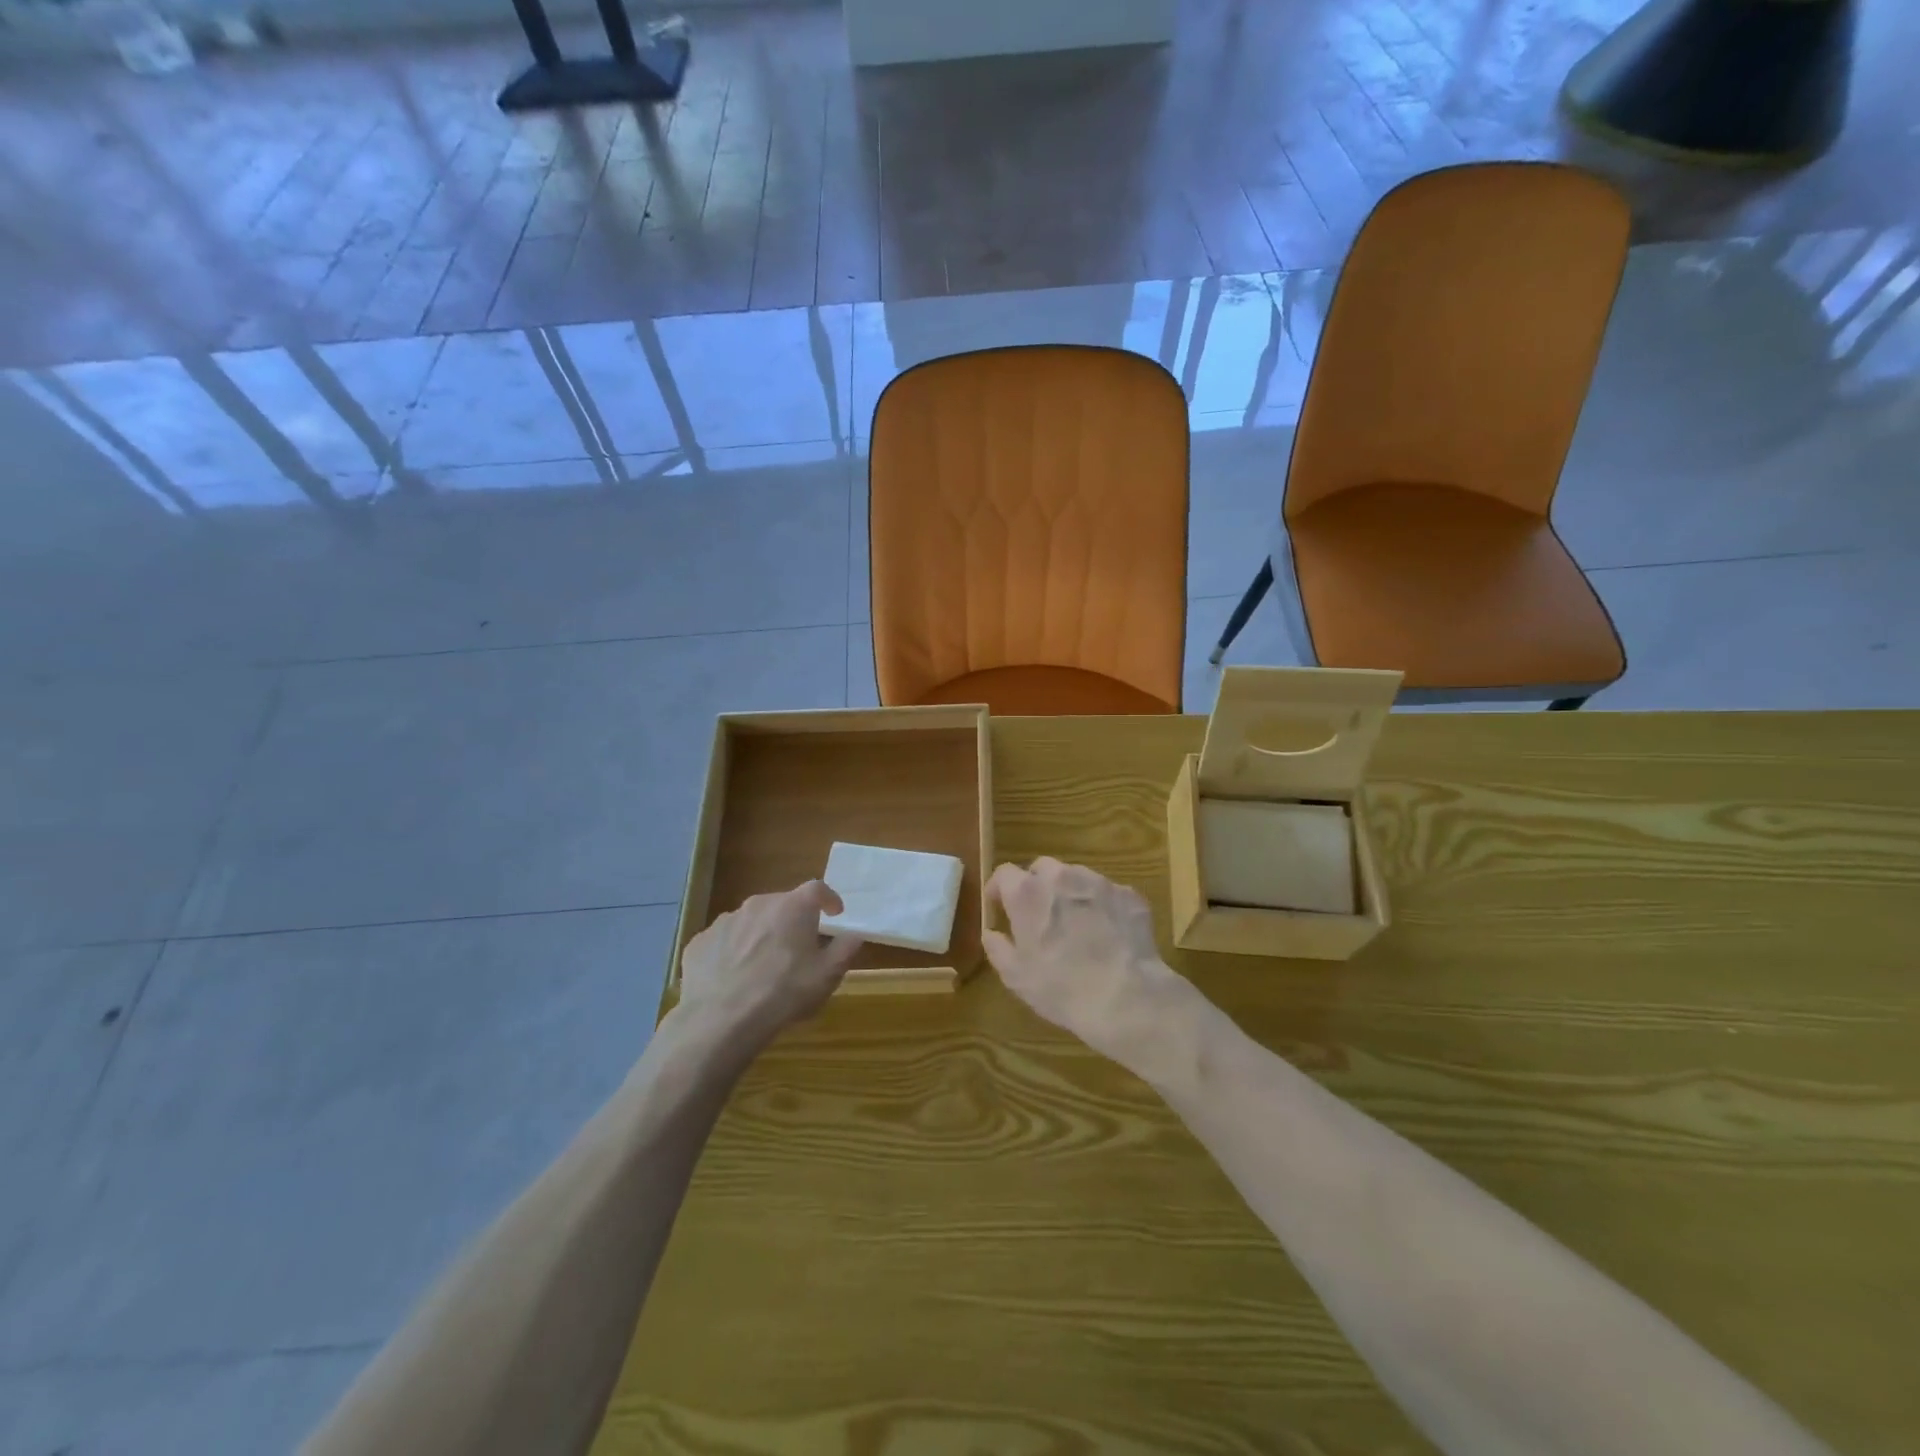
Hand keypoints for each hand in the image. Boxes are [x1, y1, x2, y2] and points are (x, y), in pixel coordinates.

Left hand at [676, 882, 863, 1046]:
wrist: (720, 1021)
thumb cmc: (783, 993)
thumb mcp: (827, 976)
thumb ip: (845, 949)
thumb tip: (854, 934)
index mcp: (793, 907)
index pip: (817, 889)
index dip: (829, 899)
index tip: (834, 914)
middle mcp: (758, 904)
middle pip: (782, 904)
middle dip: (792, 921)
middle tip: (798, 948)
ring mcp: (725, 921)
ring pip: (751, 922)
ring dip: (761, 936)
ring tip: (763, 967)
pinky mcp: (699, 942)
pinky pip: (724, 941)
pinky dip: (732, 952)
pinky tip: (733, 979)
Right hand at [983, 857, 1192, 1073]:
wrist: (1126, 998)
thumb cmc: (1061, 988)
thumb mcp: (1016, 976)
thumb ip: (997, 947)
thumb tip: (991, 932)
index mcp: (1027, 893)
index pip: (1004, 874)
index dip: (999, 889)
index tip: (1000, 908)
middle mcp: (1062, 877)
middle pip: (1042, 868)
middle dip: (1036, 886)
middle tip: (1039, 916)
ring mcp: (1099, 882)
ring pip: (1076, 877)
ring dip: (1070, 893)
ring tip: (1076, 925)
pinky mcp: (1129, 895)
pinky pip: (1107, 894)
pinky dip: (1101, 906)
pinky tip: (1107, 934)